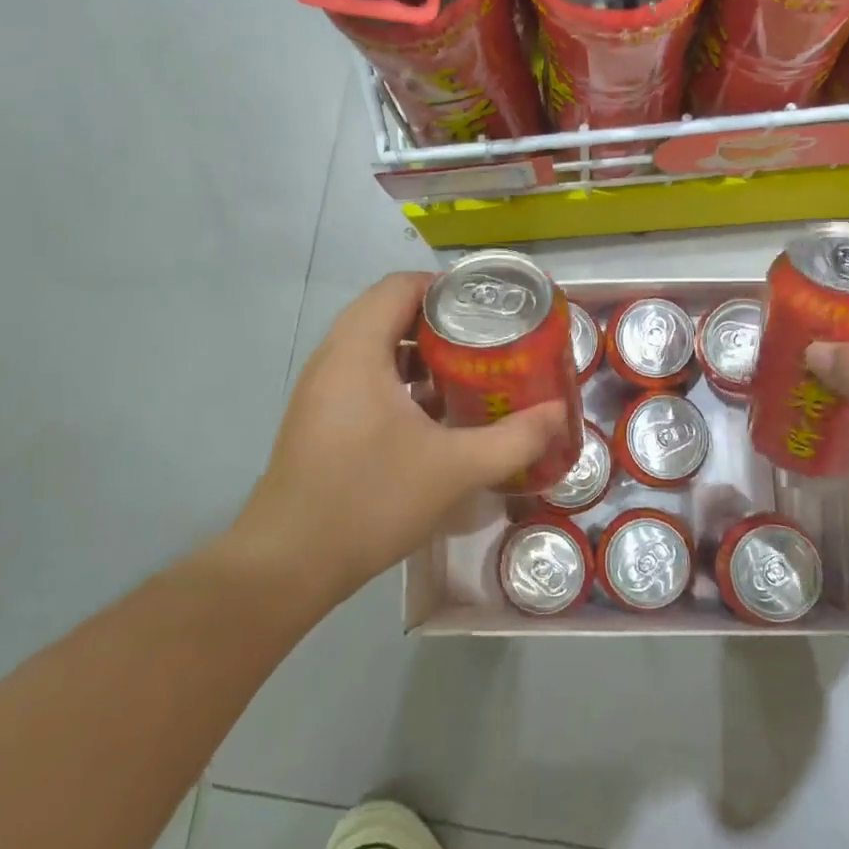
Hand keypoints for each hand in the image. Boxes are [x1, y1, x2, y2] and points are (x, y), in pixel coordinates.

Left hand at [240, 273, 568, 603]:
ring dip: (420, 351)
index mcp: (358, 351)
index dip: (446, 288)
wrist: (289, 562)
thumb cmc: (370, 500)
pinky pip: (364, 375)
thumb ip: (513, 439)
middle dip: (441, 320)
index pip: (400, 286)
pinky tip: (434, 412)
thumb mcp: (454, 469)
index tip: (489, 307)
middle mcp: (333, 357)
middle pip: (388, 311)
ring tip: (469, 370)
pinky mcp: (320, 416)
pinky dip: (400, 378)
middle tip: (487, 338)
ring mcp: (321, 388)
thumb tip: (559, 414)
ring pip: (375, 346)